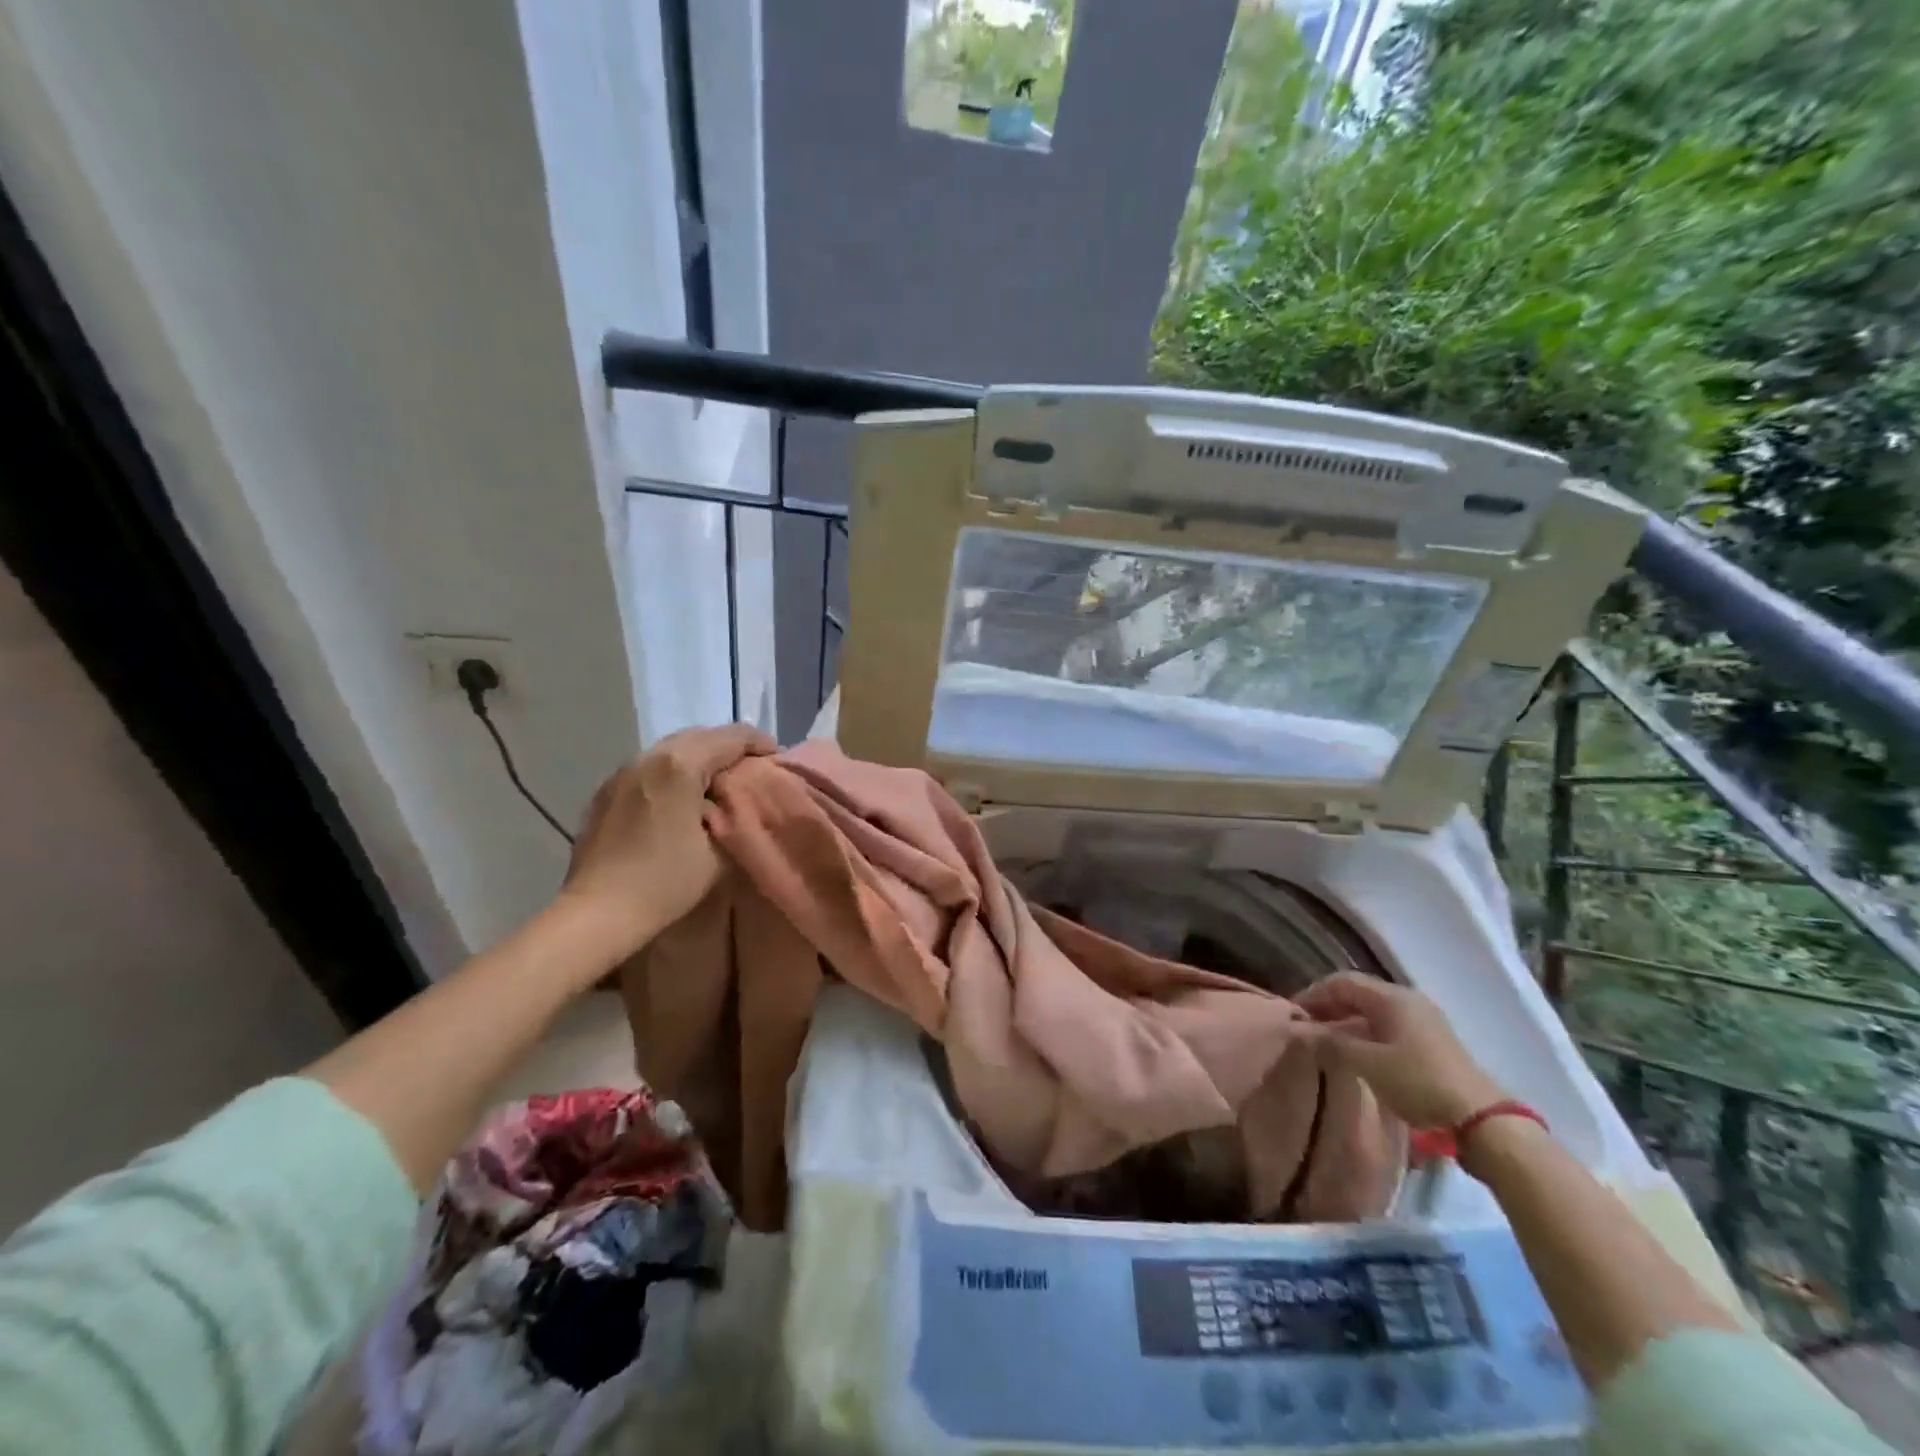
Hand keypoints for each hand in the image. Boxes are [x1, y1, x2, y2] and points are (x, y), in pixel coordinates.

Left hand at [559, 723, 775, 958]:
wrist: (597, 912)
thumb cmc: (665, 882)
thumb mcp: (719, 852)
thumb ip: (734, 816)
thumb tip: (734, 803)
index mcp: (681, 765)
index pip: (732, 737)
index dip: (760, 743)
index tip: (777, 760)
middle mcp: (650, 757)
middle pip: (700, 735)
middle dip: (730, 747)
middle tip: (751, 769)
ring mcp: (623, 772)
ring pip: (672, 748)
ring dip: (700, 758)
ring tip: (718, 783)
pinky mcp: (606, 790)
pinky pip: (650, 767)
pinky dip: (673, 771)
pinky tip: (680, 798)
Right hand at [1295, 973, 1506, 1129]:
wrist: (1481, 1120)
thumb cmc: (1418, 1082)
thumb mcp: (1367, 1063)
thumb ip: (1330, 1042)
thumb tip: (1300, 1030)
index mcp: (1392, 997)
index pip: (1341, 981)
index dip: (1313, 993)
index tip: (1293, 1013)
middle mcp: (1407, 999)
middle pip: (1358, 992)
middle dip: (1328, 1005)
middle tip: (1306, 1025)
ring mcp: (1423, 1019)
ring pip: (1372, 1010)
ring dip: (1345, 1020)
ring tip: (1325, 1040)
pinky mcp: (1431, 1041)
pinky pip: (1387, 1025)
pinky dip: (1364, 1032)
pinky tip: (1355, 1051)